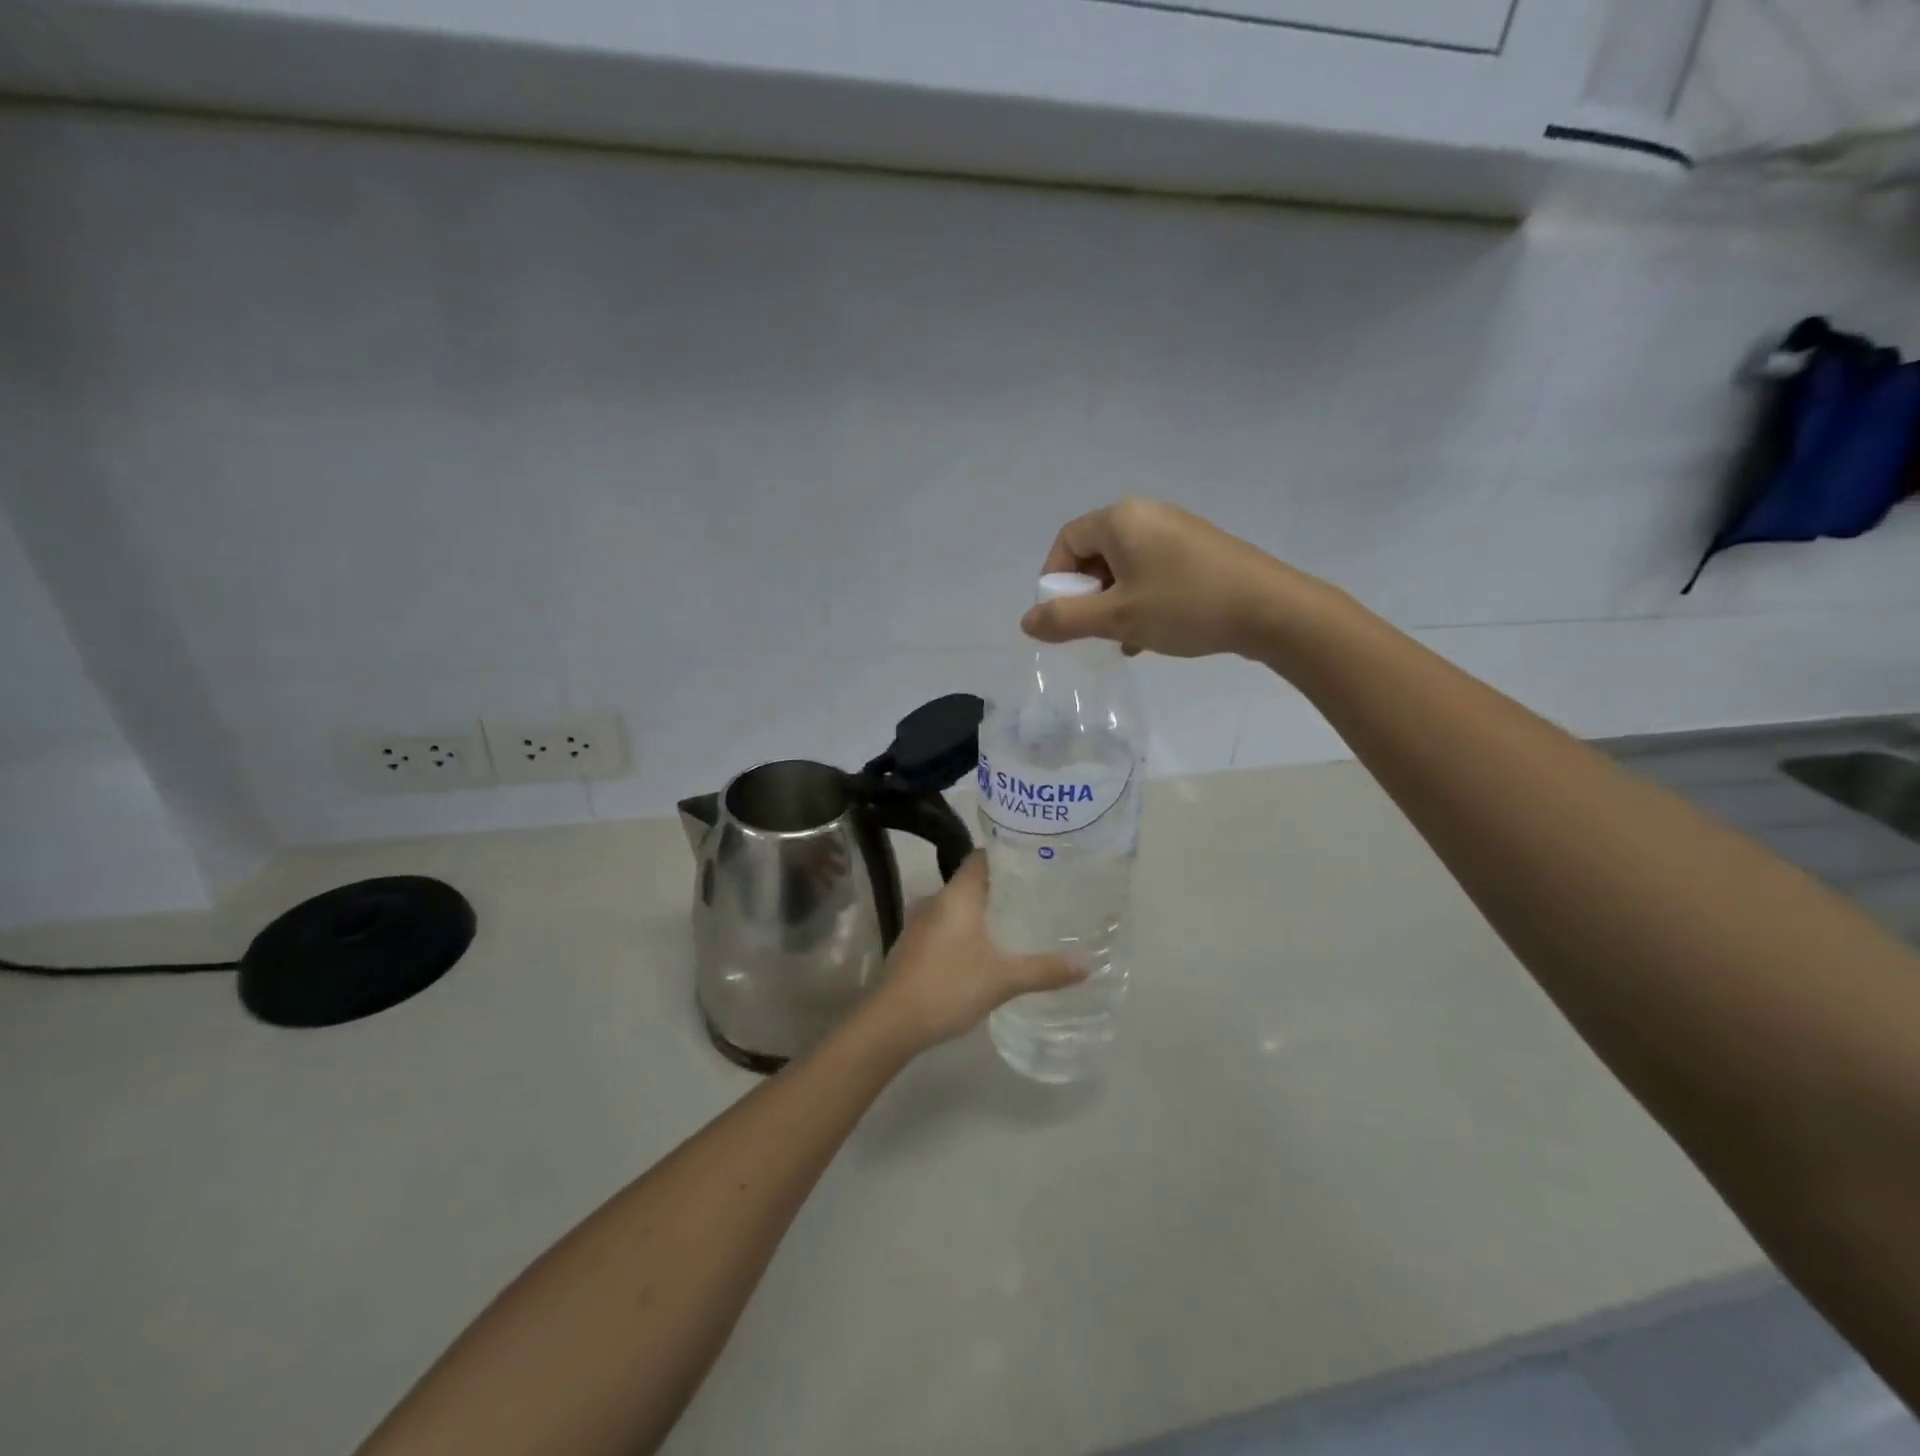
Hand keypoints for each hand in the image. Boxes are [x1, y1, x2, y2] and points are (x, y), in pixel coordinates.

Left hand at [863, 853, 1081, 1055]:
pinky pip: (946, 925)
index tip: (1035, 860)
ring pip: (958, 906)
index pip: (981, 858)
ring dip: (984, 911)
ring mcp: (920, 923)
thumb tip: (1087, 964)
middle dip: (1003, 887)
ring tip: (1017, 921)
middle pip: (972, 881)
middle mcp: (936, 900)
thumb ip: (1044, 970)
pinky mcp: (913, 945)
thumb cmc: (948, 987)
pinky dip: (967, 930)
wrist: (890, 1023)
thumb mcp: (1003, 980)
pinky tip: (986, 949)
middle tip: (1038, 893)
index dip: (1007, 855)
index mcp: (956, 895)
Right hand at [1020, 498, 1294, 658]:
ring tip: (1125, 640)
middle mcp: (1147, 514)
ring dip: (1115, 605)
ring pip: (1125, 568)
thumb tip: (1026, 621)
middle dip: (1088, 597)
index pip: (1067, 542)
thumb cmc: (1185, 606)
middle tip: (1095, 632)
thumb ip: (1065, 620)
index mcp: (1121, 519)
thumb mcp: (1117, 618)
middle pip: (1095, 554)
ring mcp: (1176, 530)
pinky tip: (1151, 635)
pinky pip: (1153, 572)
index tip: (1063, 618)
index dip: (1055, 581)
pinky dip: (1142, 600)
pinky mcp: (1199, 550)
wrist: (1272, 609)